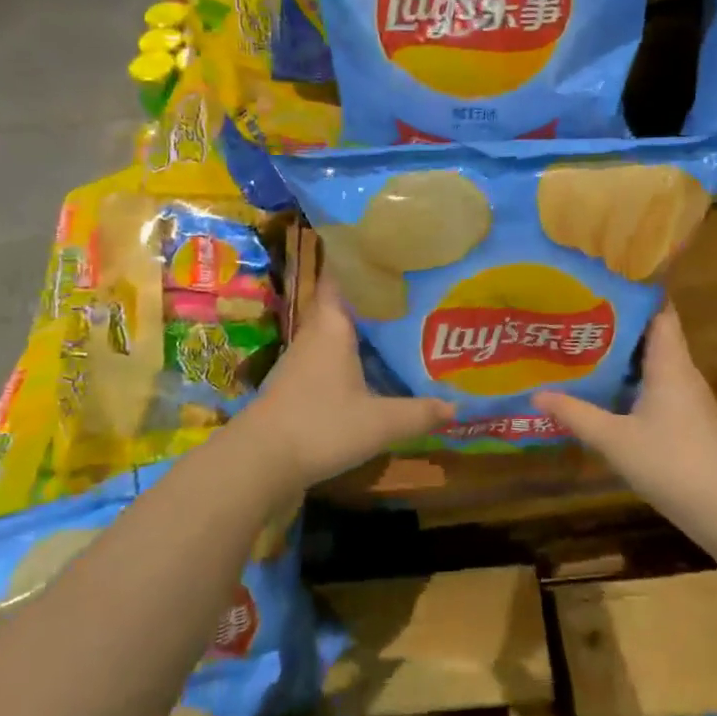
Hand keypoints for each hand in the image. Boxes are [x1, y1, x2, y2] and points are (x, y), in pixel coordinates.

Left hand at [242, 278, 453, 488]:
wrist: (259, 462)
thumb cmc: (321, 426)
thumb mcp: (379, 423)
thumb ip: (419, 413)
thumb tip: (457, 405)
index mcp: (333, 326)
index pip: (340, 277)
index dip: (361, 262)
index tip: (391, 253)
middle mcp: (316, 335)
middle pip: (344, 304)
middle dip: (374, 298)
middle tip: (412, 292)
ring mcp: (302, 360)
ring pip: (337, 333)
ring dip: (363, 330)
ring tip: (402, 326)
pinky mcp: (297, 385)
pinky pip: (330, 358)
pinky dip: (351, 357)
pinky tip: (374, 369)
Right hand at [534, 305, 716, 525]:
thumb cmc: (675, 464)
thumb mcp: (616, 440)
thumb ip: (576, 415)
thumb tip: (536, 394)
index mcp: (669, 362)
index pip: (657, 308)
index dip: (632, 291)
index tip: (598, 280)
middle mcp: (680, 371)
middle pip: (650, 333)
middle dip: (614, 322)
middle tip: (574, 312)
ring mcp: (686, 396)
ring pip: (651, 362)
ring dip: (620, 354)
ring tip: (580, 344)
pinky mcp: (686, 420)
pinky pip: (654, 385)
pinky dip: (629, 381)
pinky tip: (604, 390)